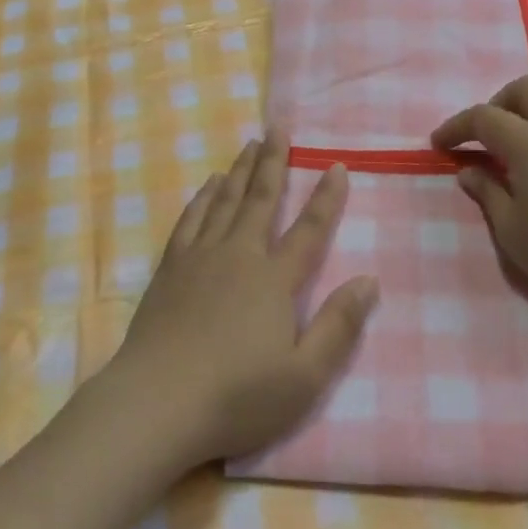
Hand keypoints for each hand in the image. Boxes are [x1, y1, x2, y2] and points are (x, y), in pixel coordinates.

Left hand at [106, 132, 379, 467]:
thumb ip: (338, 326)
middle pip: (261, 198)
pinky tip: (209, 184)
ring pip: (225, 200)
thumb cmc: (237, 396)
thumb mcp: (304, 377)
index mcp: (274, 280)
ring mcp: (201, 256)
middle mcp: (239, 255)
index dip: (326, 197)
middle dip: (274, 161)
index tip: (336, 165)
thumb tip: (369, 280)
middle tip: (279, 127)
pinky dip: (203, 196)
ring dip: (241, 170)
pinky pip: (191, 218)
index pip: (309, 229)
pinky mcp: (171, 266)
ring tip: (250, 145)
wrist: (158, 400)